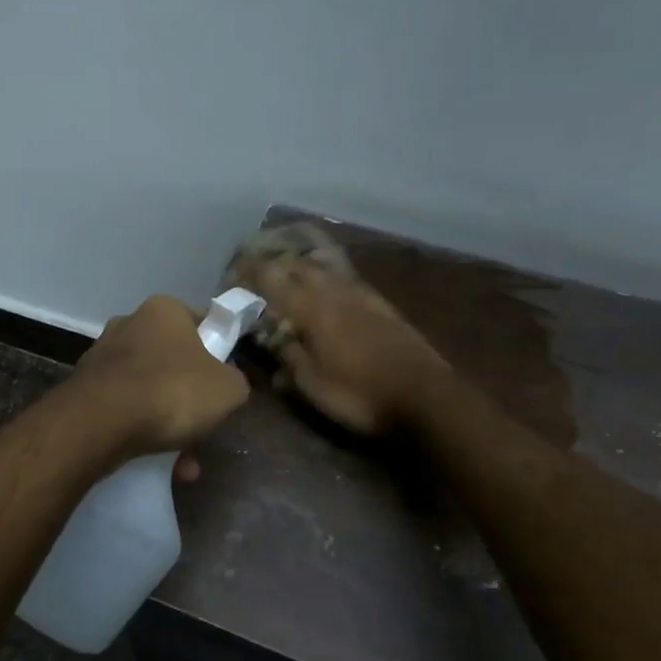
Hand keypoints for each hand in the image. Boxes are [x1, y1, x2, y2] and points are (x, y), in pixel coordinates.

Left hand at [65, 296, 249, 460]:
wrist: (100, 423)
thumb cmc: (171, 391)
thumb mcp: (228, 389)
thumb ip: (235, 381)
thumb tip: (227, 385)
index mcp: (164, 310)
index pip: (201, 325)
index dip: (217, 354)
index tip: (222, 384)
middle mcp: (128, 324)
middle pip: (172, 362)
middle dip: (188, 399)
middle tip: (202, 429)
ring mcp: (102, 357)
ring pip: (148, 391)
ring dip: (167, 424)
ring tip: (182, 463)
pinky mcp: (84, 388)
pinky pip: (124, 410)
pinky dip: (140, 432)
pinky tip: (156, 464)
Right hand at [231, 257, 447, 435]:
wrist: (426, 397)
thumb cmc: (360, 395)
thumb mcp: (313, 385)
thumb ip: (288, 357)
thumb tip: (271, 339)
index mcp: (312, 309)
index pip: (273, 280)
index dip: (251, 272)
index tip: (234, 271)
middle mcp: (335, 293)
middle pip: (299, 266)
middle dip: (275, 263)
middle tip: (256, 269)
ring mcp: (363, 296)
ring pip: (325, 269)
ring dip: (302, 266)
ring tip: (287, 272)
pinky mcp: (383, 306)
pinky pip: (345, 280)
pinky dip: (327, 278)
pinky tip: (327, 288)